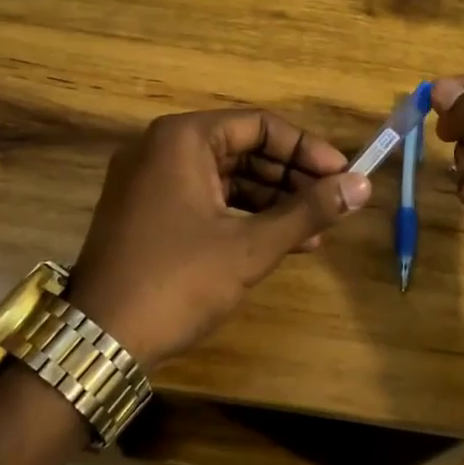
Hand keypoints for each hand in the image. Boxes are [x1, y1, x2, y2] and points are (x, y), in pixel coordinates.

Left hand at [68, 109, 371, 368]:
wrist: (99, 340)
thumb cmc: (178, 282)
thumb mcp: (250, 246)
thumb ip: (308, 211)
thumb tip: (363, 185)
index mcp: (182, 139)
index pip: (259, 125)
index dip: (306, 149)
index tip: (343, 175)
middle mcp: (162, 148)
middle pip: (242, 148)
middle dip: (292, 178)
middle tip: (334, 204)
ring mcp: (150, 181)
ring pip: (226, 177)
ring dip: (272, 201)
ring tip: (316, 231)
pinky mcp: (147, 212)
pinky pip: (205, 199)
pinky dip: (242, 216)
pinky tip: (281, 241)